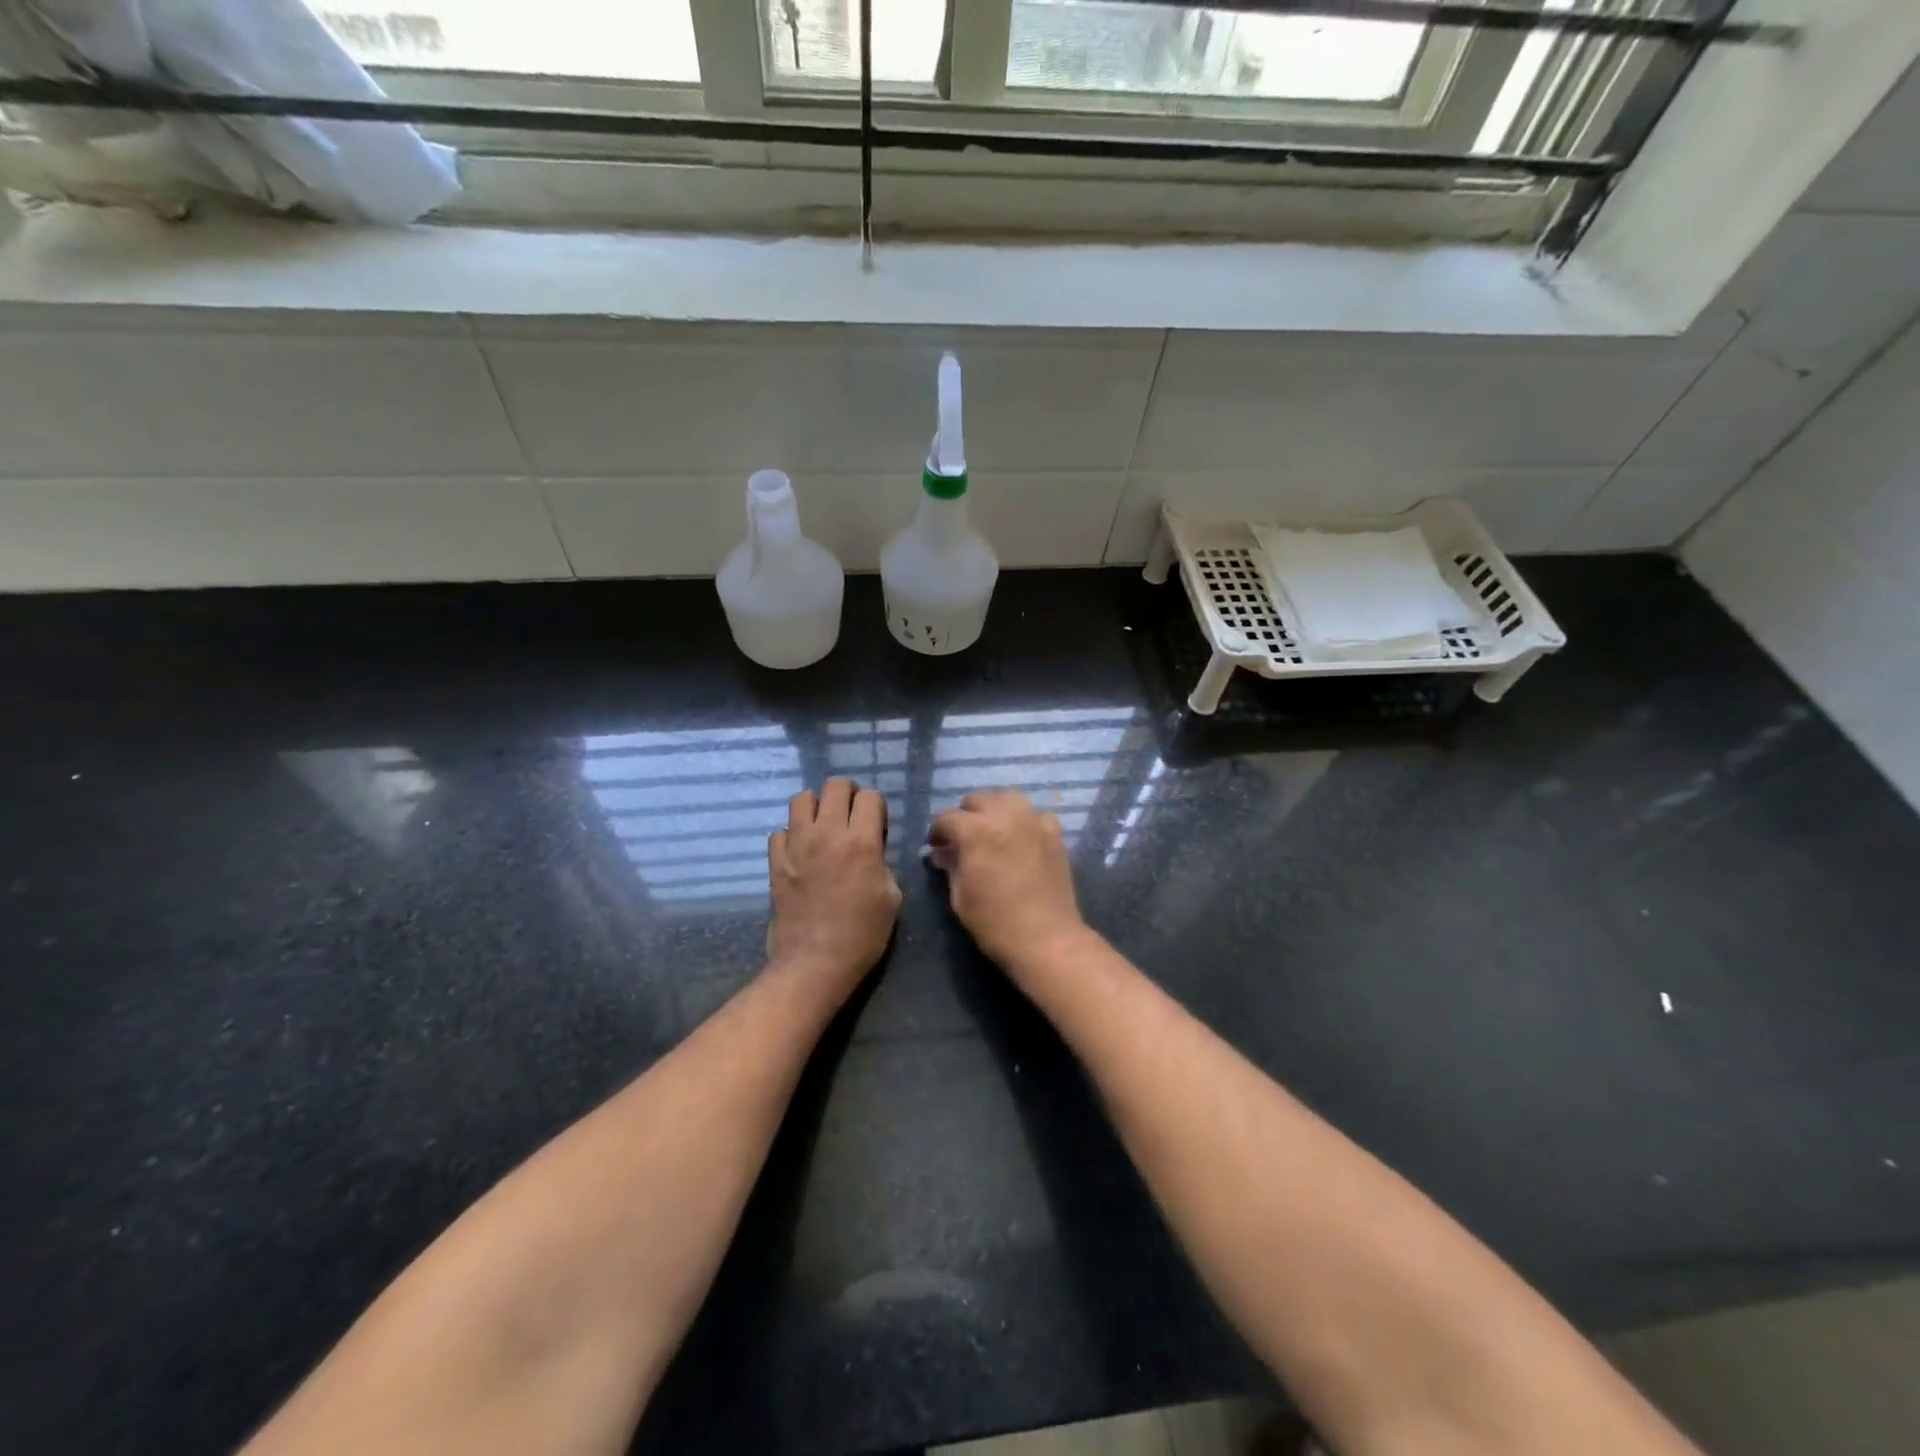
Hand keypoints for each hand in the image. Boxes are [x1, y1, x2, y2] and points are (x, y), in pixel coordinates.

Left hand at [768, 779, 901, 999]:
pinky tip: (801, 851)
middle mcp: (827, 833)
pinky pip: (780, 831)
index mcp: (861, 841)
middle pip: (835, 786)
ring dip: (816, 805)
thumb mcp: (891, 897)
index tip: (877, 823)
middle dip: (848, 793)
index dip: (877, 806)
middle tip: (851, 813)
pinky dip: (792, 835)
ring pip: (801, 798)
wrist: (815, 961)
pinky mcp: (776, 861)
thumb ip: (882, 863)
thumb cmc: (862, 934)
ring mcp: (797, 845)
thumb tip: (871, 851)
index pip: (870, 796)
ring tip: (823, 824)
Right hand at [928, 791, 1089, 977]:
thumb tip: (942, 852)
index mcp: (976, 830)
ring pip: (1008, 798)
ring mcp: (1033, 822)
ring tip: (992, 832)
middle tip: (964, 840)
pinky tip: (1023, 838)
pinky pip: (1036, 815)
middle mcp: (1005, 816)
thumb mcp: (960, 896)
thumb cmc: (995, 922)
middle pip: (978, 800)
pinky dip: (1026, 821)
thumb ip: (950, 865)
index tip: (937, 847)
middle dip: (966, 816)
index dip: (937, 833)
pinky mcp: (1054, 834)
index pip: (947, 818)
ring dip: (995, 810)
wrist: (1046, 938)